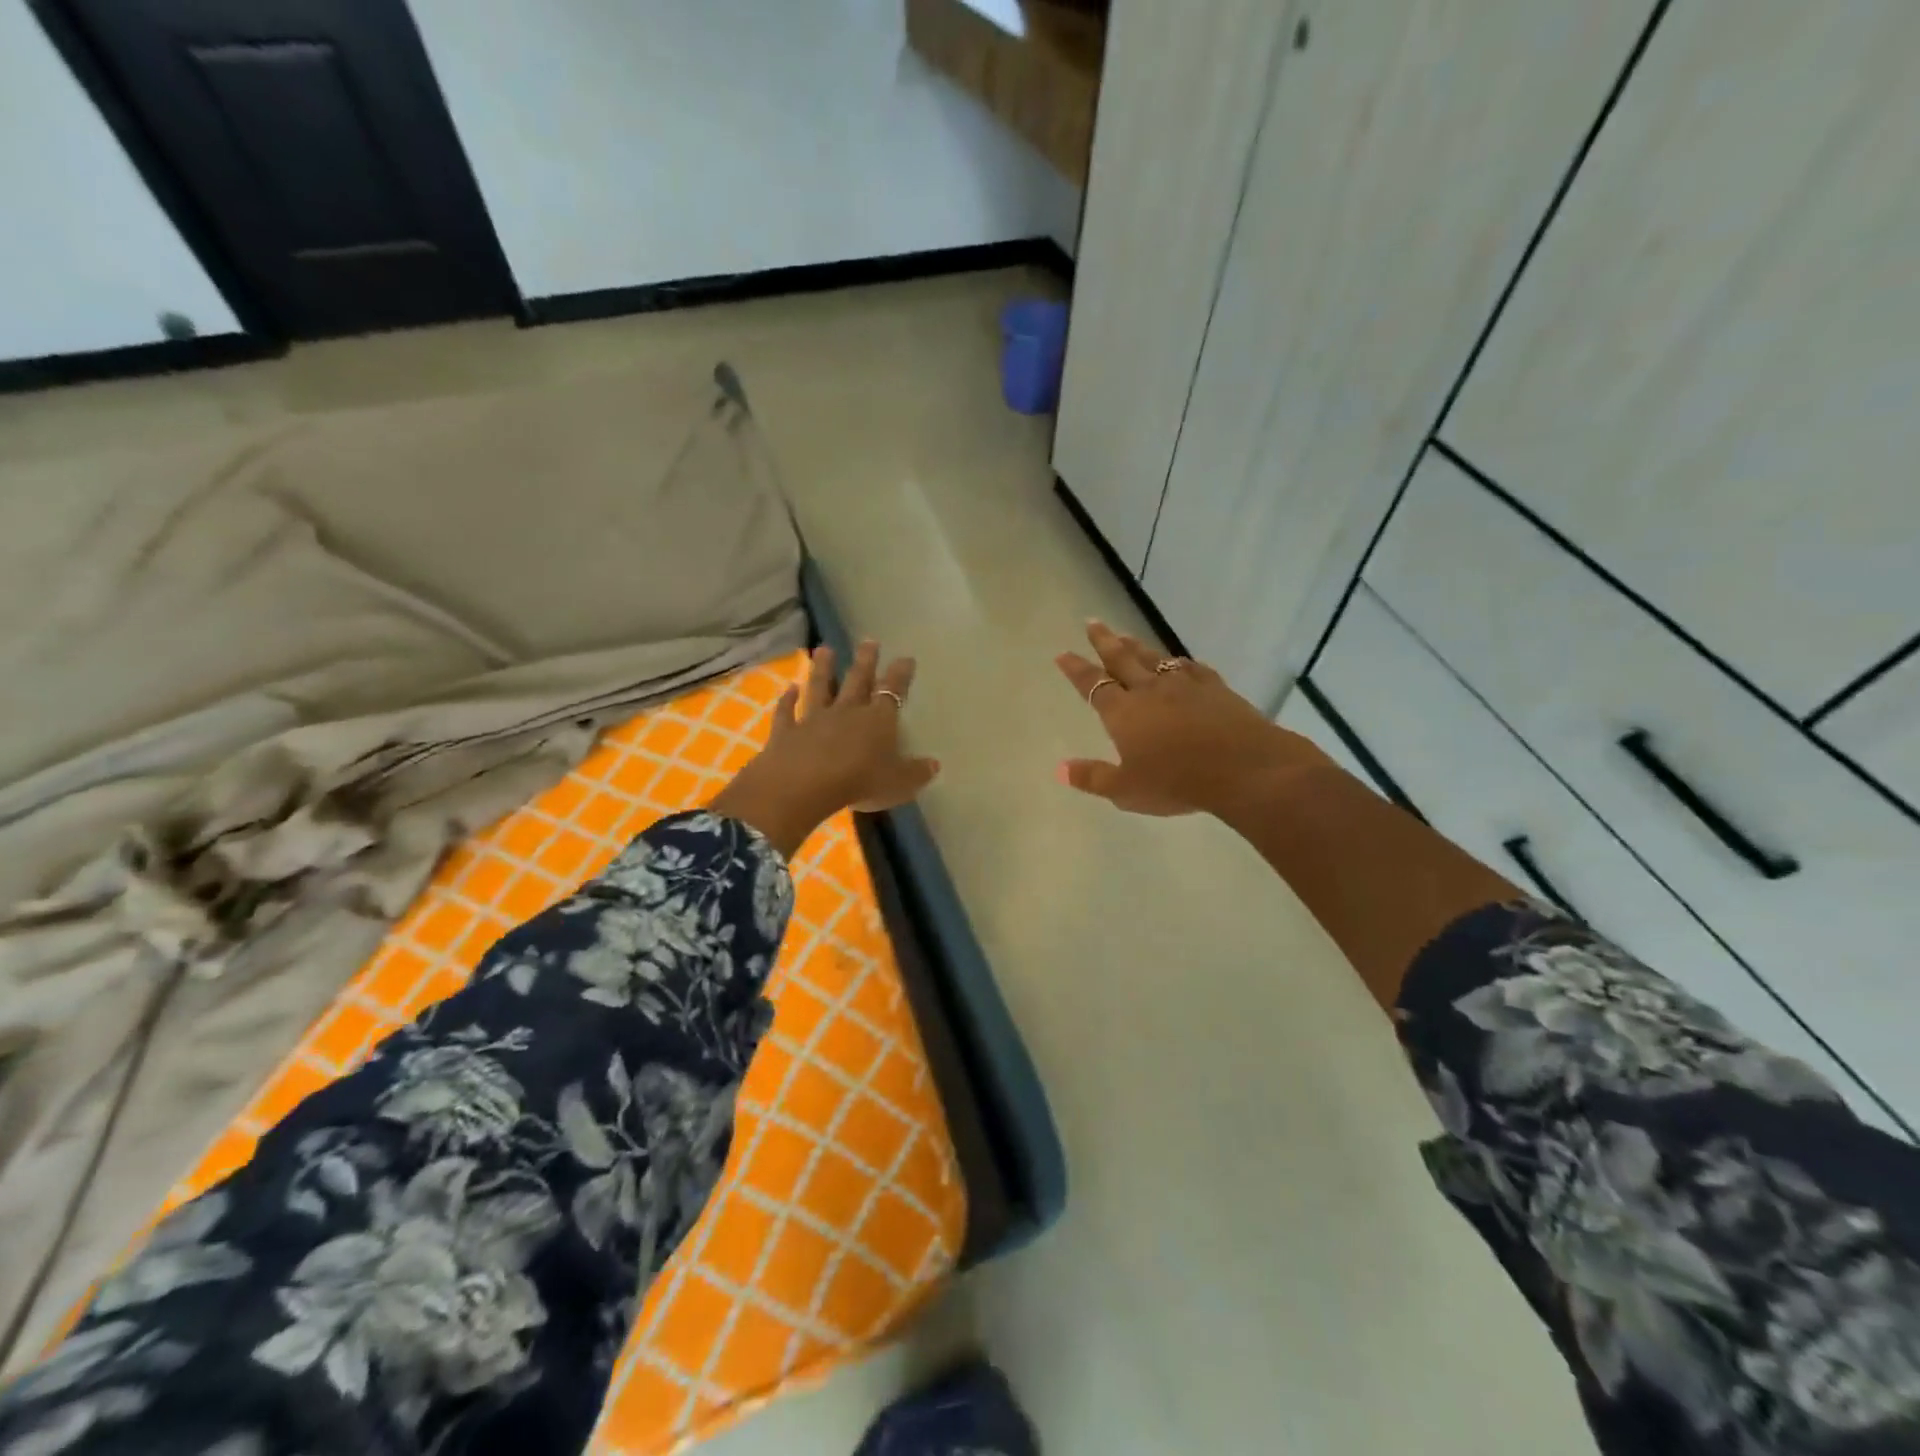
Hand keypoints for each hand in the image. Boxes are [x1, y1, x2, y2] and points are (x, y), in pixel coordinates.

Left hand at [710, 642, 940, 855]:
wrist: (804, 784)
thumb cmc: (859, 781)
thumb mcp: (898, 783)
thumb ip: (916, 772)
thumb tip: (934, 765)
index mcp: (877, 720)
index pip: (892, 691)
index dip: (900, 674)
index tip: (906, 658)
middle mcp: (846, 711)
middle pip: (857, 680)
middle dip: (865, 660)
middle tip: (868, 641)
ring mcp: (813, 719)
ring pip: (820, 687)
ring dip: (822, 668)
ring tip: (823, 649)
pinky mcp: (786, 731)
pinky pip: (787, 712)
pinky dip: (786, 699)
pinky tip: (787, 688)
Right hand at [1054, 621, 1331, 816]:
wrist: (1242, 767)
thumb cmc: (1177, 781)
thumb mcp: (1127, 790)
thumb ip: (1093, 777)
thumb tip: (1060, 769)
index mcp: (1123, 713)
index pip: (1093, 684)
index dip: (1076, 669)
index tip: (1063, 654)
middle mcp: (1149, 691)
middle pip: (1121, 659)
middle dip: (1104, 640)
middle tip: (1092, 622)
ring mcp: (1183, 685)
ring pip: (1153, 658)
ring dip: (1136, 645)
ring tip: (1125, 635)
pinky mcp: (1214, 687)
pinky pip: (1190, 668)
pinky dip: (1178, 662)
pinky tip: (1178, 662)